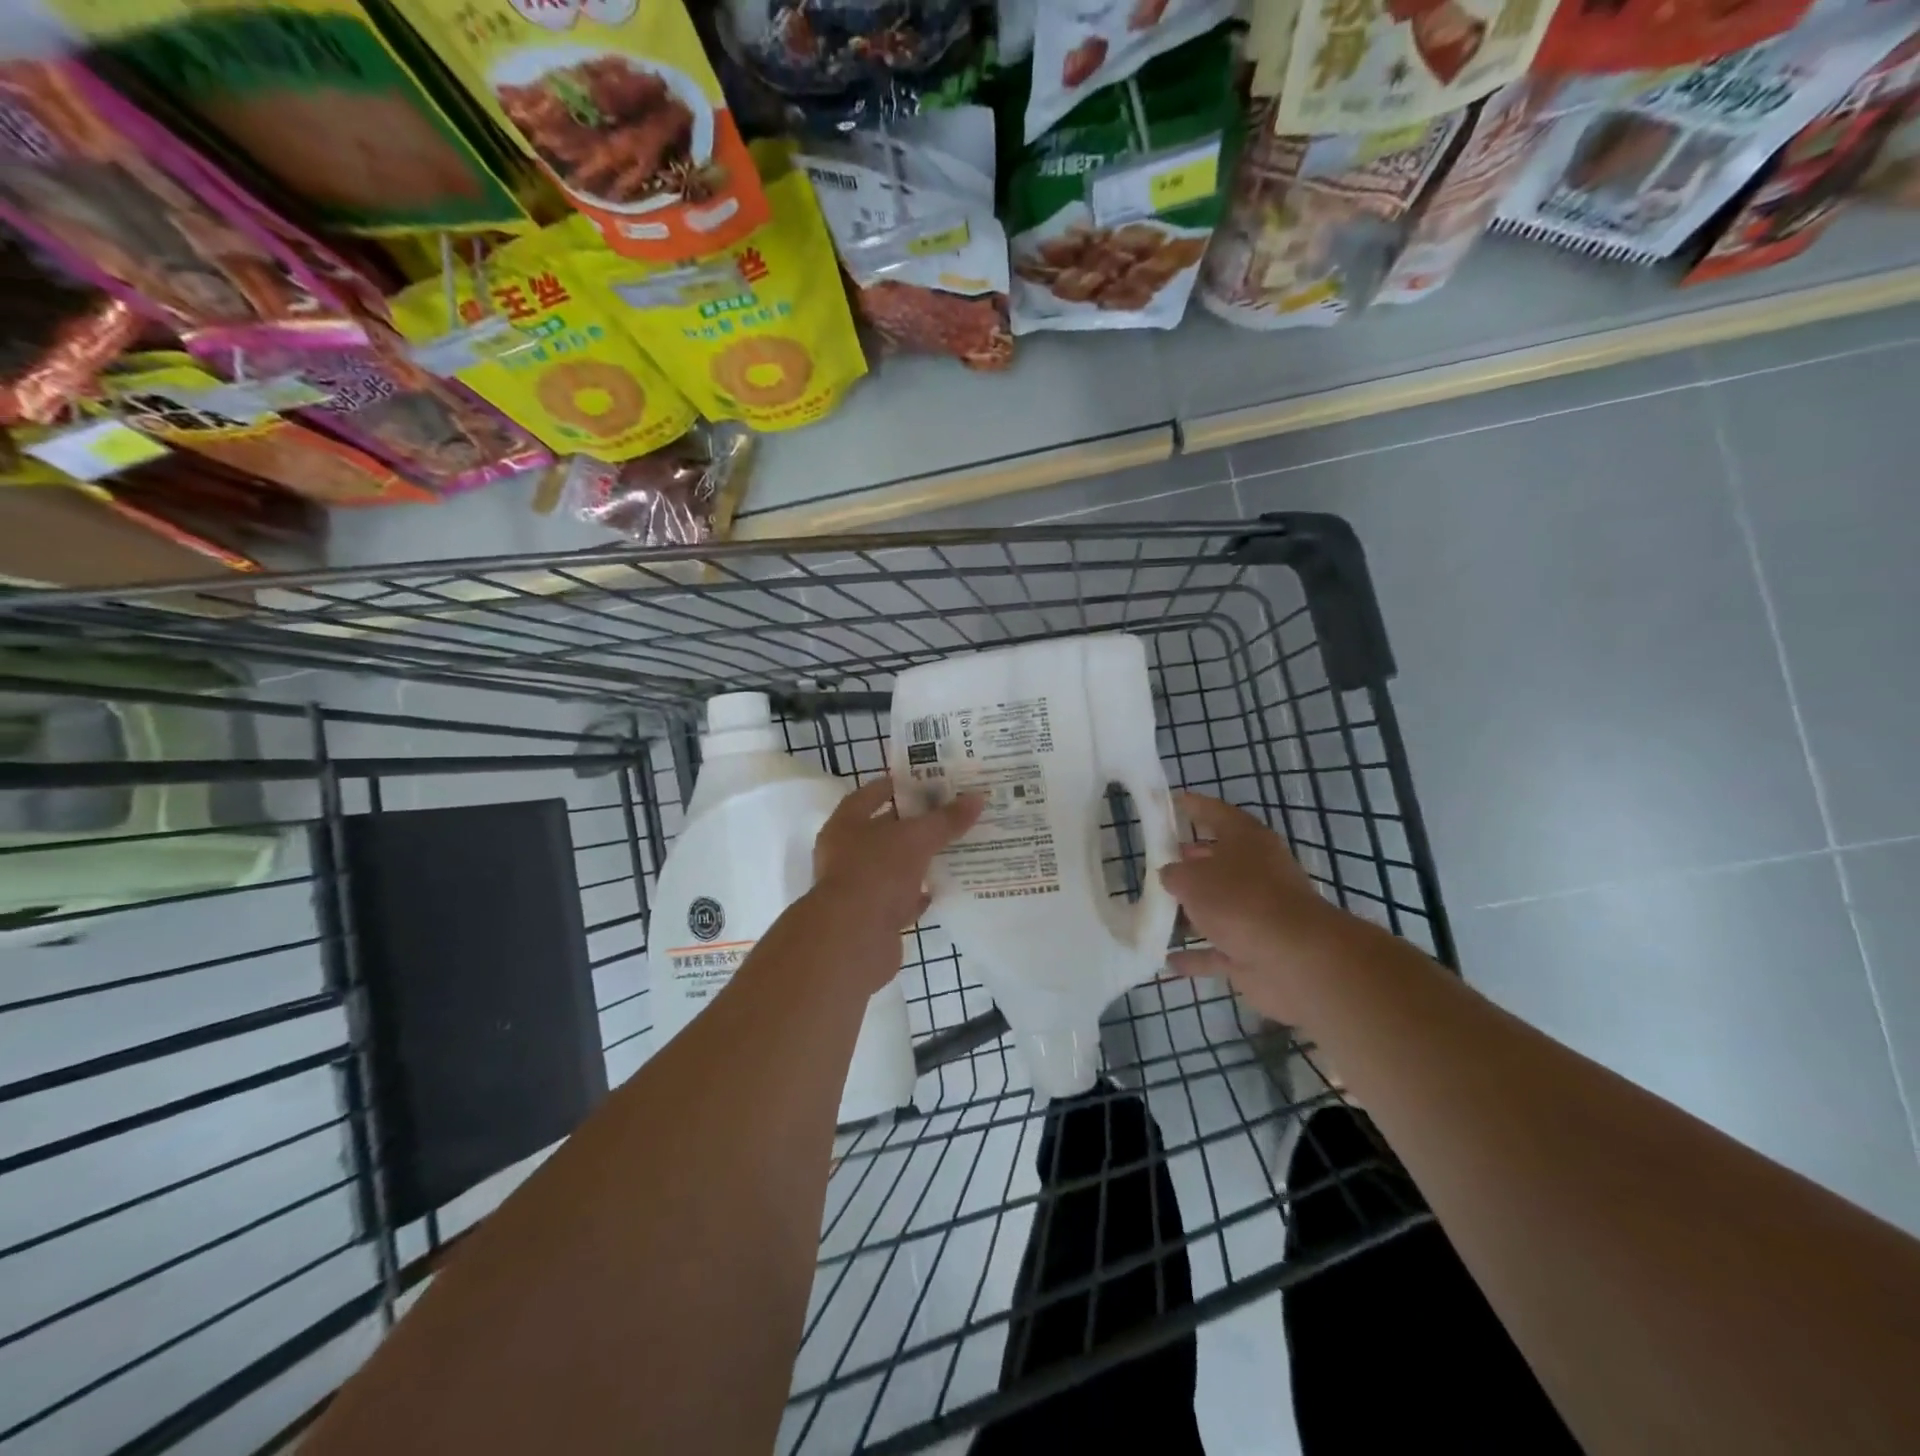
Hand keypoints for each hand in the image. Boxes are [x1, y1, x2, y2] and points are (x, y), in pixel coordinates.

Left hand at [810, 778, 981, 987]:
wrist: (853, 940)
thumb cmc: (877, 873)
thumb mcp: (917, 839)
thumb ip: (946, 820)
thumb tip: (977, 798)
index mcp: (846, 825)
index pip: (871, 794)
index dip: (899, 786)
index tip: (930, 781)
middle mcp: (845, 854)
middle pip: (884, 832)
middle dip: (916, 824)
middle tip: (951, 813)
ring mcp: (857, 888)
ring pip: (894, 867)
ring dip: (919, 860)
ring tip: (955, 848)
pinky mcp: (871, 919)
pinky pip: (899, 900)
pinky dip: (918, 895)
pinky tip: (942, 888)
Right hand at [1157, 791, 1340, 1023]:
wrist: (1295, 960)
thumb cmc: (1240, 901)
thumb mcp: (1192, 878)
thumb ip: (1174, 873)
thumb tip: (1170, 875)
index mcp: (1247, 840)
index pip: (1215, 813)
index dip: (1191, 805)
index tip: (1167, 801)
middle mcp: (1255, 871)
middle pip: (1215, 861)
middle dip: (1186, 862)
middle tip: (1153, 861)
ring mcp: (1257, 913)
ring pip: (1216, 906)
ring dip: (1189, 911)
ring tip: (1152, 909)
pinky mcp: (1254, 950)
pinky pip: (1217, 948)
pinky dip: (1195, 954)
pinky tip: (1167, 958)